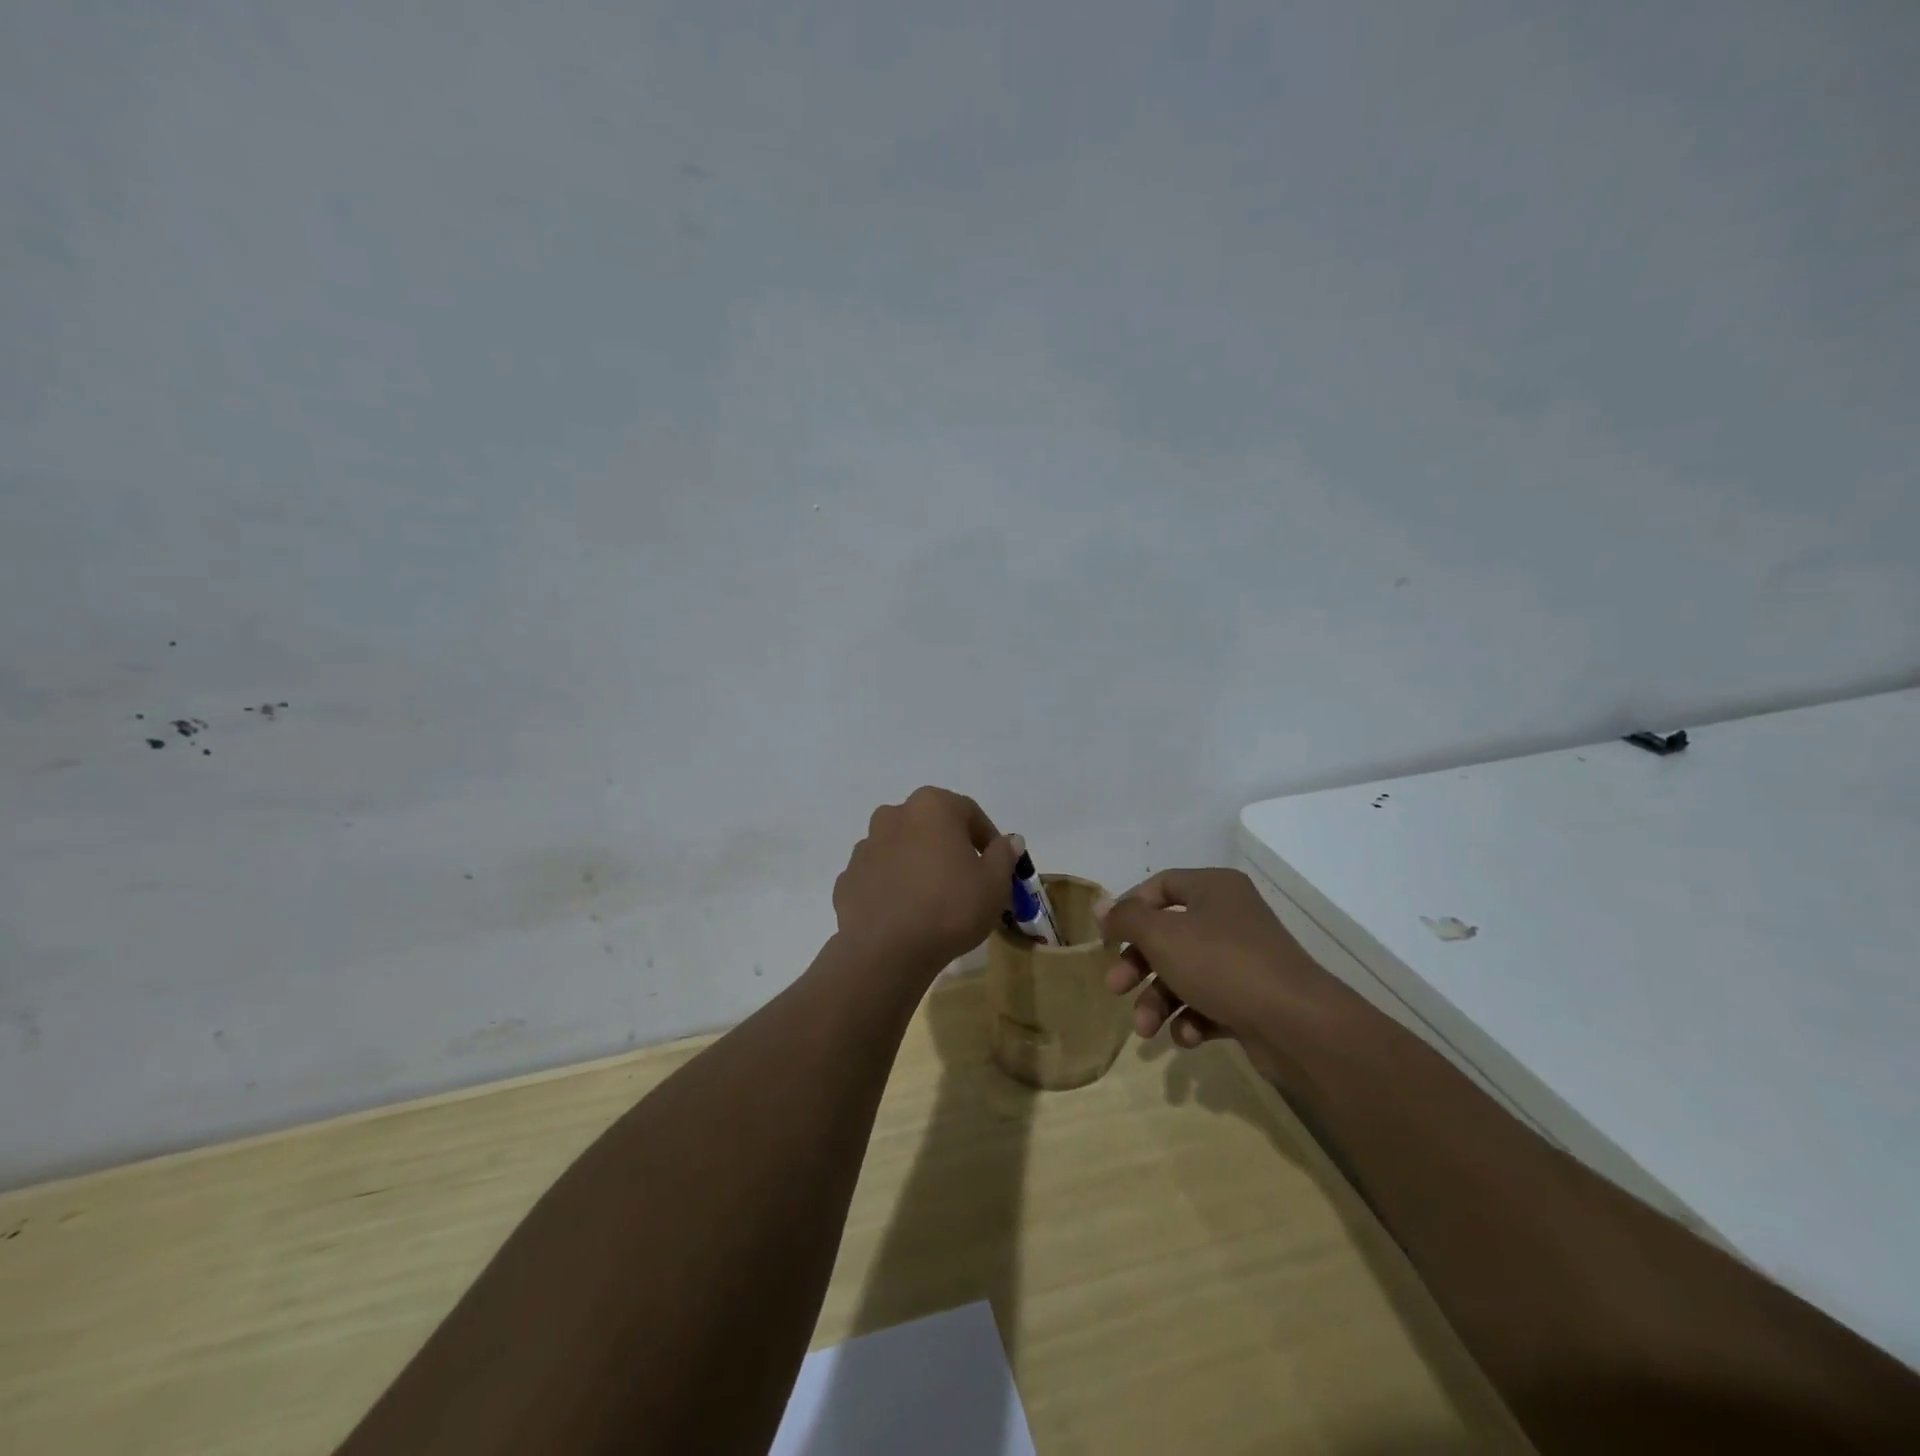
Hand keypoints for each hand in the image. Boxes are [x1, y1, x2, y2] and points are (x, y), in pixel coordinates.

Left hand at [833, 787, 1018, 977]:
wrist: (885, 950)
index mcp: (931, 806)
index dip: (987, 838)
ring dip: (918, 865)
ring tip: (934, 900)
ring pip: (902, 849)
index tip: (997, 864)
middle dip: (949, 847)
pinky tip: (906, 914)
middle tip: (966, 880)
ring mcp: (865, 846)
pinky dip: (893, 887)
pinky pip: (880, 876)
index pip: (969, 812)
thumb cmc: (950, 907)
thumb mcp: (994, 884)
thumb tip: (1008, 841)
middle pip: (931, 826)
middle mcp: (894, 815)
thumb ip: (1003, 856)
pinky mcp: (848, 877)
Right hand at [1097, 868, 1331, 1050]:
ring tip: (1147, 1029)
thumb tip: (1101, 906)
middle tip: (1116, 988)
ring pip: (1185, 973)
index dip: (1129, 909)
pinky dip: (1192, 1018)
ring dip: (1159, 1000)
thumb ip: (1126, 918)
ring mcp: (1244, 960)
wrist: (1297, 1024)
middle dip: (1138, 965)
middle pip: (1168, 935)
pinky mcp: (1253, 999)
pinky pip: (1210, 1002)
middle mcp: (1230, 917)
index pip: (1160, 886)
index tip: (1107, 937)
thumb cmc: (1221, 964)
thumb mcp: (1162, 935)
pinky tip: (1187, 1036)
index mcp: (1213, 889)